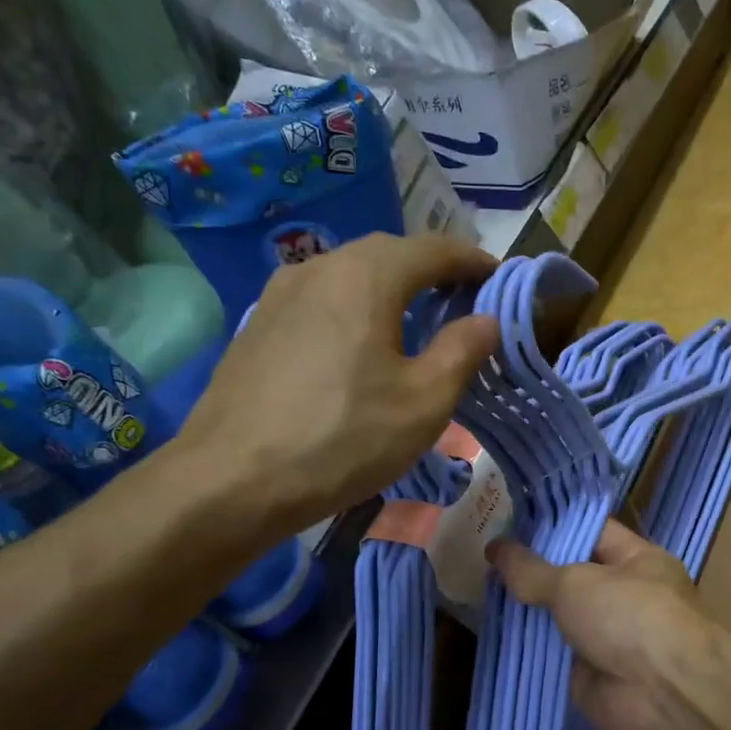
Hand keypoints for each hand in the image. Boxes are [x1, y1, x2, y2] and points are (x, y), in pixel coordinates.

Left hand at [175, 234, 497, 533]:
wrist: (232, 480)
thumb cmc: (342, 439)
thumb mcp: (423, 403)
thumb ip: (462, 352)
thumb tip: (487, 320)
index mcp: (366, 276)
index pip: (433, 249)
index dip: (472, 261)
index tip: (499, 278)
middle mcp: (320, 267)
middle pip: (388, 253)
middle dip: (430, 270)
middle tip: (462, 299)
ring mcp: (279, 294)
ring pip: (349, 275)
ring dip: (390, 288)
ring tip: (416, 320)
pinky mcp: (258, 326)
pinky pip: (321, 300)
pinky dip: (355, 308)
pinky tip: (360, 345)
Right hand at [489, 521, 717, 729]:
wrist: (664, 695)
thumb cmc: (631, 617)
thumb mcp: (575, 582)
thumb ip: (532, 570)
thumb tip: (495, 548)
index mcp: (637, 560)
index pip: (591, 532)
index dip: (552, 527)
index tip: (508, 522)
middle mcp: (625, 595)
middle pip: (571, 577)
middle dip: (531, 572)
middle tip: (483, 559)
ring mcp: (608, 637)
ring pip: (559, 618)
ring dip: (526, 612)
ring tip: (477, 592)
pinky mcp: (590, 675)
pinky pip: (552, 656)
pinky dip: (527, 650)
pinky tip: (490, 636)